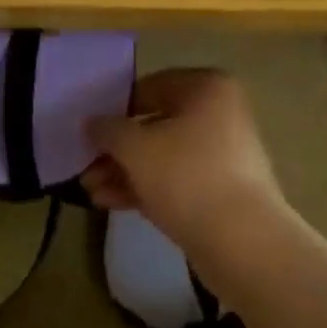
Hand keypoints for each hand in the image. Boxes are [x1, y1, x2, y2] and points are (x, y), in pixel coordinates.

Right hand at [82, 68, 290, 264]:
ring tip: (90, 191)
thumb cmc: (187, 176)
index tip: (90, 131)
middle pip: (156, 125)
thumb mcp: (136, 147)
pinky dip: (145, 188)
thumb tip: (93, 123)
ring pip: (163, 157)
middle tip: (85, 166)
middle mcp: (220, 115)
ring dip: (125, 171)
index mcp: (207, 89)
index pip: (151, 87)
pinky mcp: (221, 191)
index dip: (116, 108)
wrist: (242, 241)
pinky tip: (109, 202)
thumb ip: (108, 131)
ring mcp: (223, 155)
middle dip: (117, 149)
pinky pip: (176, 181)